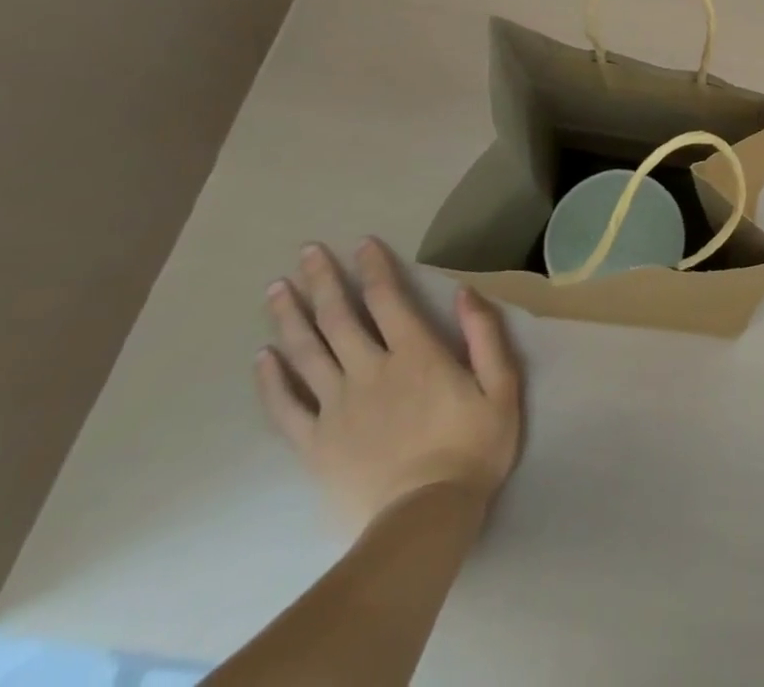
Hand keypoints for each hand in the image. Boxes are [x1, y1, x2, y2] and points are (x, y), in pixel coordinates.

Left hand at [256, 238, 523, 529]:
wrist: (424, 519)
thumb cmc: (472, 448)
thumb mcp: (501, 386)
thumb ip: (485, 336)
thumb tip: (464, 291)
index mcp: (415, 354)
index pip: (387, 299)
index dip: (373, 268)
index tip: (360, 243)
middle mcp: (370, 371)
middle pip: (339, 318)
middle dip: (323, 281)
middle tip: (306, 252)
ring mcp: (337, 407)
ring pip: (307, 353)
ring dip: (290, 317)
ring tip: (275, 289)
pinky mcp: (315, 444)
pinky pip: (285, 407)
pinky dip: (271, 380)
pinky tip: (261, 358)